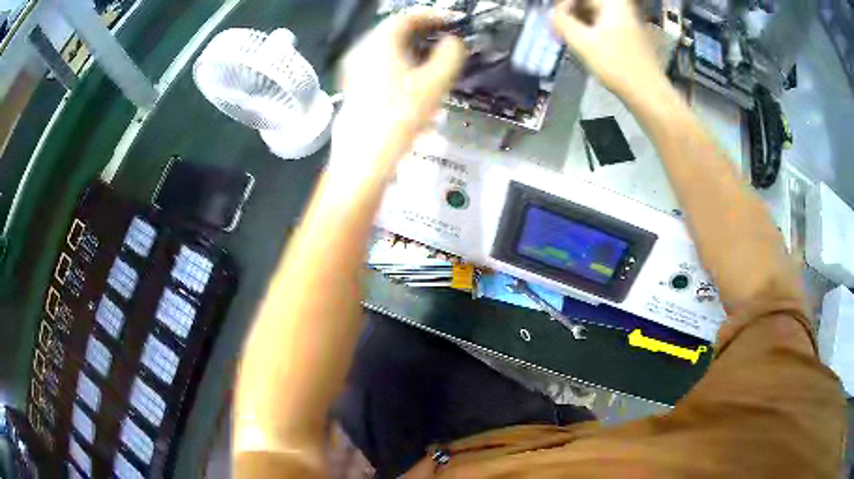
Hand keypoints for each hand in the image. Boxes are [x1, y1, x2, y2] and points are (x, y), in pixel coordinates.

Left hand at [332, 13, 465, 179]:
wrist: (362, 157)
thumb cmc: (399, 118)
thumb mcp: (434, 84)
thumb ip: (449, 56)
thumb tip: (453, 43)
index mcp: (379, 43)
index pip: (407, 17)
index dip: (432, 15)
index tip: (451, 21)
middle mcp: (362, 51)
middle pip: (394, 31)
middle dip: (421, 32)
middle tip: (443, 38)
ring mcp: (353, 69)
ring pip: (386, 49)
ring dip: (411, 49)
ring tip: (432, 59)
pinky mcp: (353, 87)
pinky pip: (379, 65)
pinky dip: (399, 64)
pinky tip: (412, 82)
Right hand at [553, 0, 665, 101]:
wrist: (648, 92)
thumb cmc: (617, 65)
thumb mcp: (583, 42)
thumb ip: (562, 23)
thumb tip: (551, 15)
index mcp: (613, 4)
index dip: (563, 5)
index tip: (553, 18)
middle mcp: (622, 7)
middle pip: (588, 2)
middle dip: (571, 12)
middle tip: (558, 27)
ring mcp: (627, 21)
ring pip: (595, 12)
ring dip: (579, 20)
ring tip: (567, 35)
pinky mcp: (629, 34)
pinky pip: (604, 23)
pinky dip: (590, 28)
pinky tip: (583, 41)